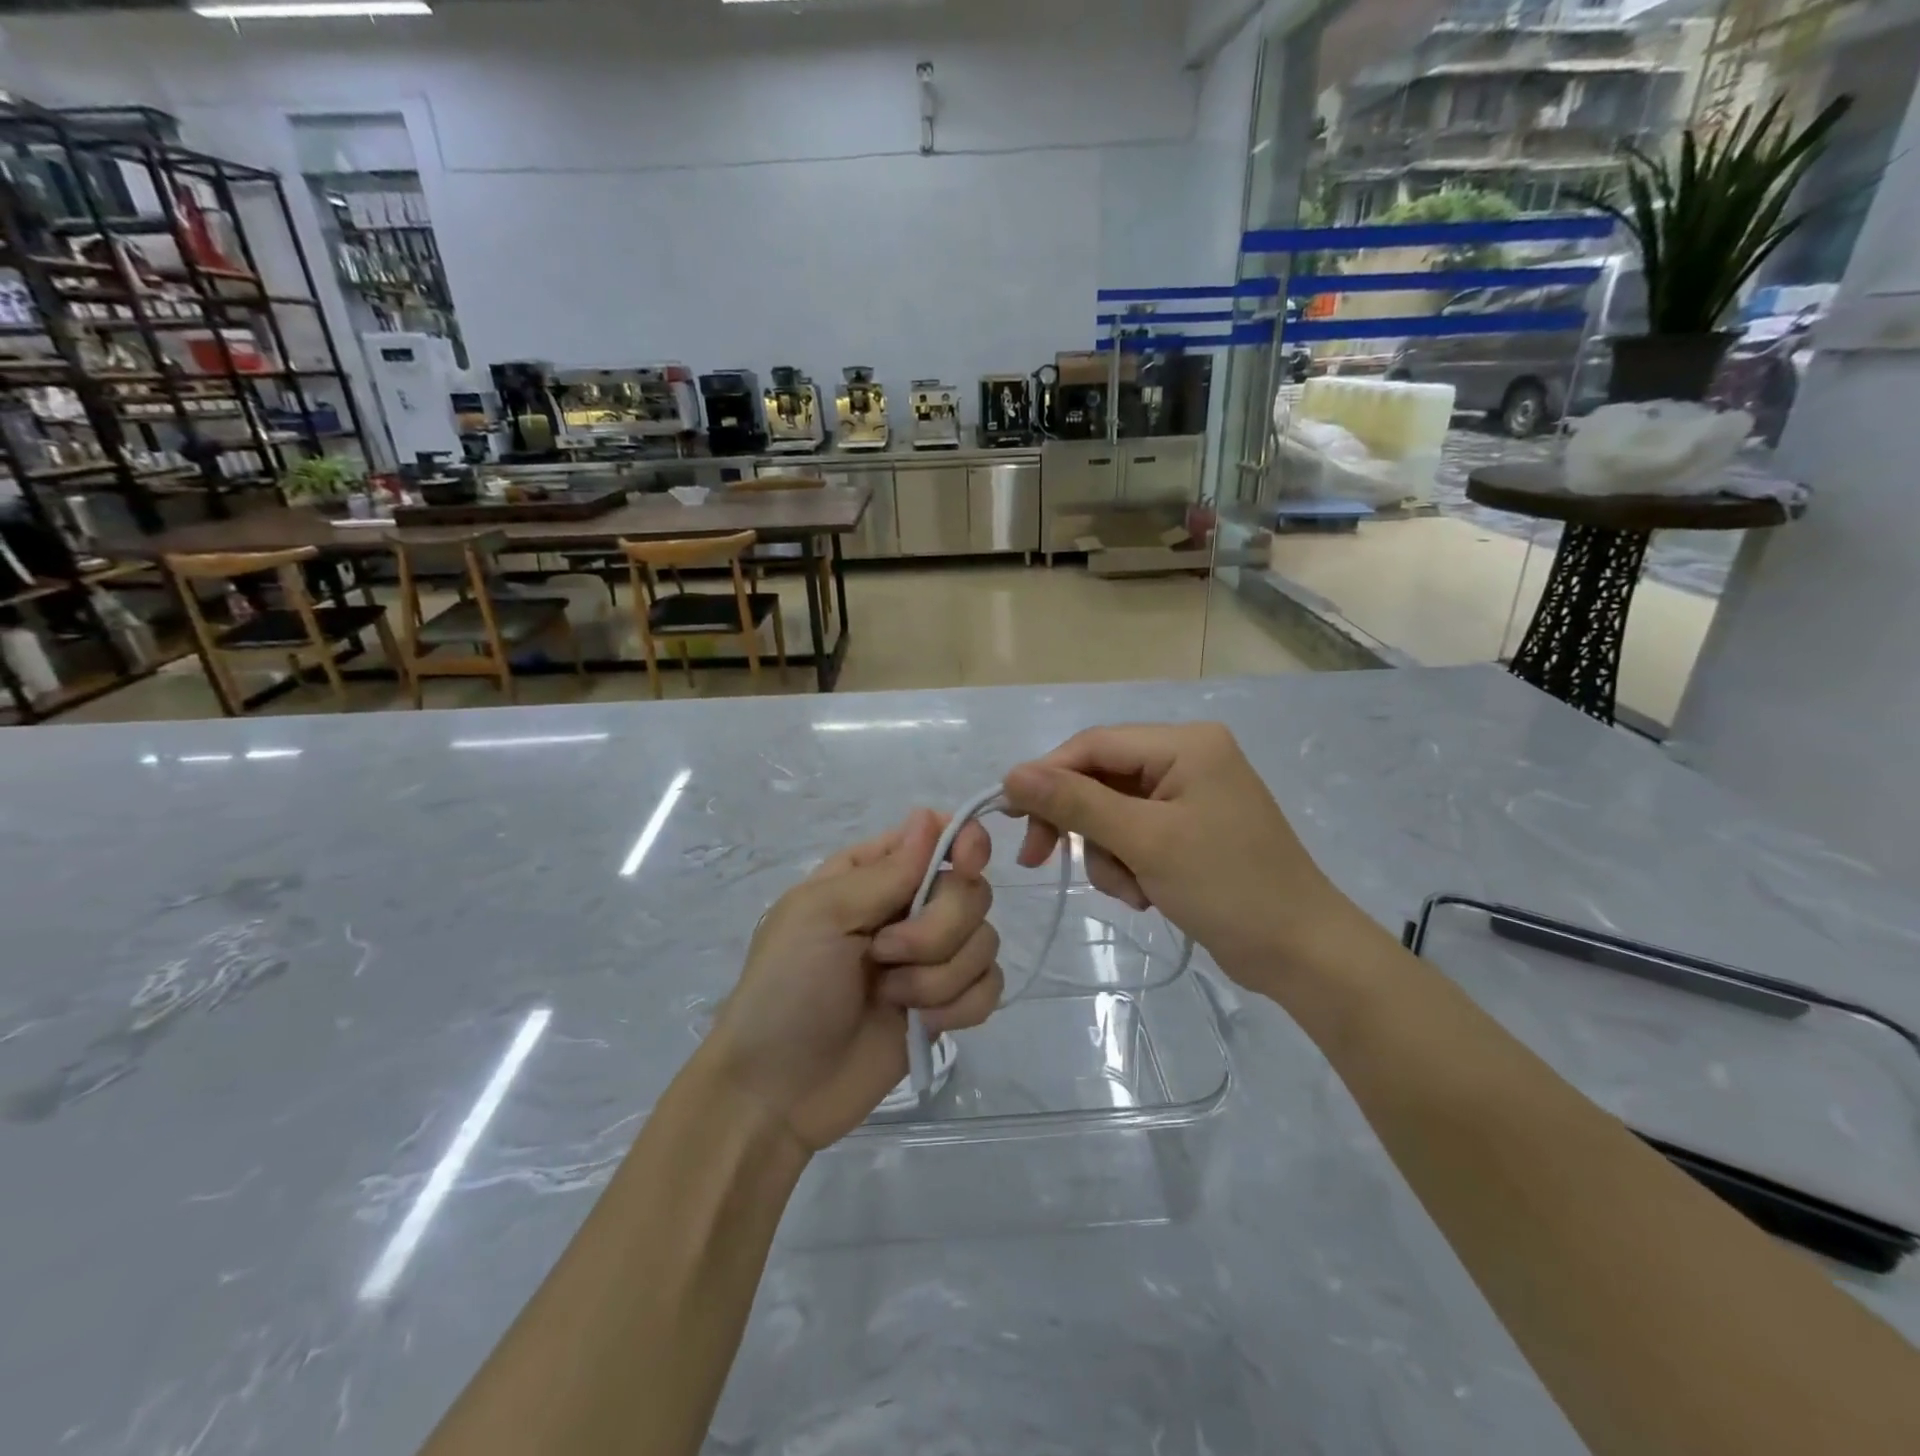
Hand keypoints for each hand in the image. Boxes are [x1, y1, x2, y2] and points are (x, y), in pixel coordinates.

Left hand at [703, 810, 1001, 1152]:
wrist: (778, 1092)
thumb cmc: (787, 988)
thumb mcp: (821, 915)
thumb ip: (885, 871)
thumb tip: (927, 816)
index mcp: (873, 874)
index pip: (939, 834)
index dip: (964, 843)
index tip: (966, 864)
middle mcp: (908, 908)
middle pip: (971, 890)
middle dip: (938, 928)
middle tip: (885, 954)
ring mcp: (930, 958)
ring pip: (985, 940)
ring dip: (940, 975)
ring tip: (891, 996)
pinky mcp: (947, 1004)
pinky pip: (991, 986)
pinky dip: (962, 1006)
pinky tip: (922, 1022)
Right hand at [1003, 723, 1364, 987]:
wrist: (1301, 952)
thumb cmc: (1228, 887)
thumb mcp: (1145, 841)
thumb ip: (1076, 803)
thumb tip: (1012, 774)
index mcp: (1185, 744)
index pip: (1093, 744)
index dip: (1046, 776)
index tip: (1010, 817)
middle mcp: (1186, 758)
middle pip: (1100, 777)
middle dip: (1079, 824)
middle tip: (1039, 859)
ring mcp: (1189, 795)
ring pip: (1111, 812)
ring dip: (1107, 854)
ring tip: (1131, 891)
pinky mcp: (1189, 830)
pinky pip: (1134, 835)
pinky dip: (1128, 865)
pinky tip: (1147, 895)